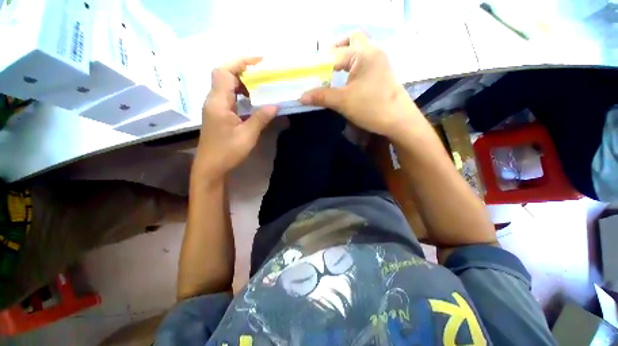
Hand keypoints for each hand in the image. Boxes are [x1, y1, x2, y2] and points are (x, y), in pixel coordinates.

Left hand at [194, 57, 277, 179]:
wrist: (211, 166)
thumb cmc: (228, 152)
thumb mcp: (247, 136)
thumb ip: (260, 119)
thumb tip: (275, 105)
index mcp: (218, 103)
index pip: (224, 71)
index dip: (240, 62)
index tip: (259, 60)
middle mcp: (213, 101)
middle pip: (223, 75)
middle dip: (242, 71)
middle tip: (261, 77)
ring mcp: (214, 107)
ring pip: (225, 85)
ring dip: (241, 83)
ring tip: (258, 89)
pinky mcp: (217, 114)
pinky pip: (227, 96)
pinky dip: (239, 94)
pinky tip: (250, 102)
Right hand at [300, 32, 422, 140]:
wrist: (399, 120)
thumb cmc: (371, 108)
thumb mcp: (343, 102)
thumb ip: (322, 96)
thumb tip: (301, 97)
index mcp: (363, 53)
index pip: (335, 54)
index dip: (320, 65)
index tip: (311, 76)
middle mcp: (373, 51)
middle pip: (352, 40)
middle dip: (336, 50)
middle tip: (325, 67)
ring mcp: (380, 61)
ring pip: (359, 50)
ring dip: (345, 58)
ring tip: (333, 74)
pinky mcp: (382, 72)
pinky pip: (364, 61)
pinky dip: (353, 66)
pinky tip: (347, 80)